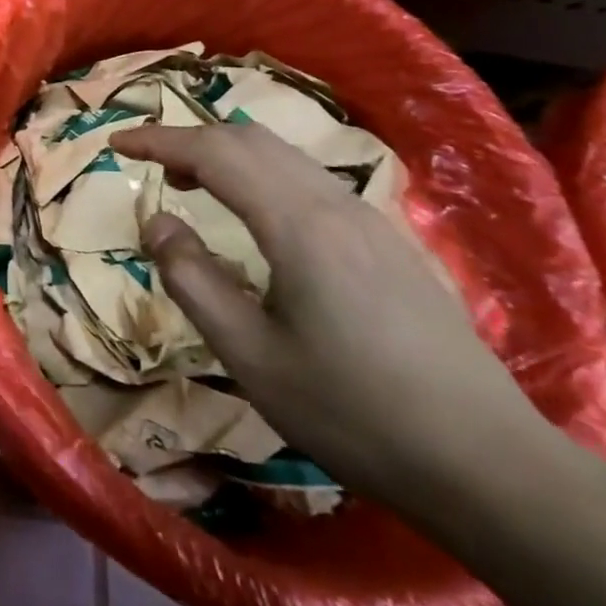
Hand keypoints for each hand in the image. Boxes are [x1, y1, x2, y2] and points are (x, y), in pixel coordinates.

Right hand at [108, 122, 553, 508]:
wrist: (488, 465)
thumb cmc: (355, 413)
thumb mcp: (251, 355)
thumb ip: (193, 280)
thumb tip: (157, 223)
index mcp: (299, 224)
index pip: (214, 153)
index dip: (159, 141)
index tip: (116, 145)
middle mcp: (335, 204)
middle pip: (251, 141)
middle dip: (192, 140)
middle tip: (151, 166)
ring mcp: (371, 220)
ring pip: (285, 157)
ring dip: (229, 156)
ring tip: (194, 184)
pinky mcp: (391, 243)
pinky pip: (312, 181)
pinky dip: (265, 176)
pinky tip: (259, 219)